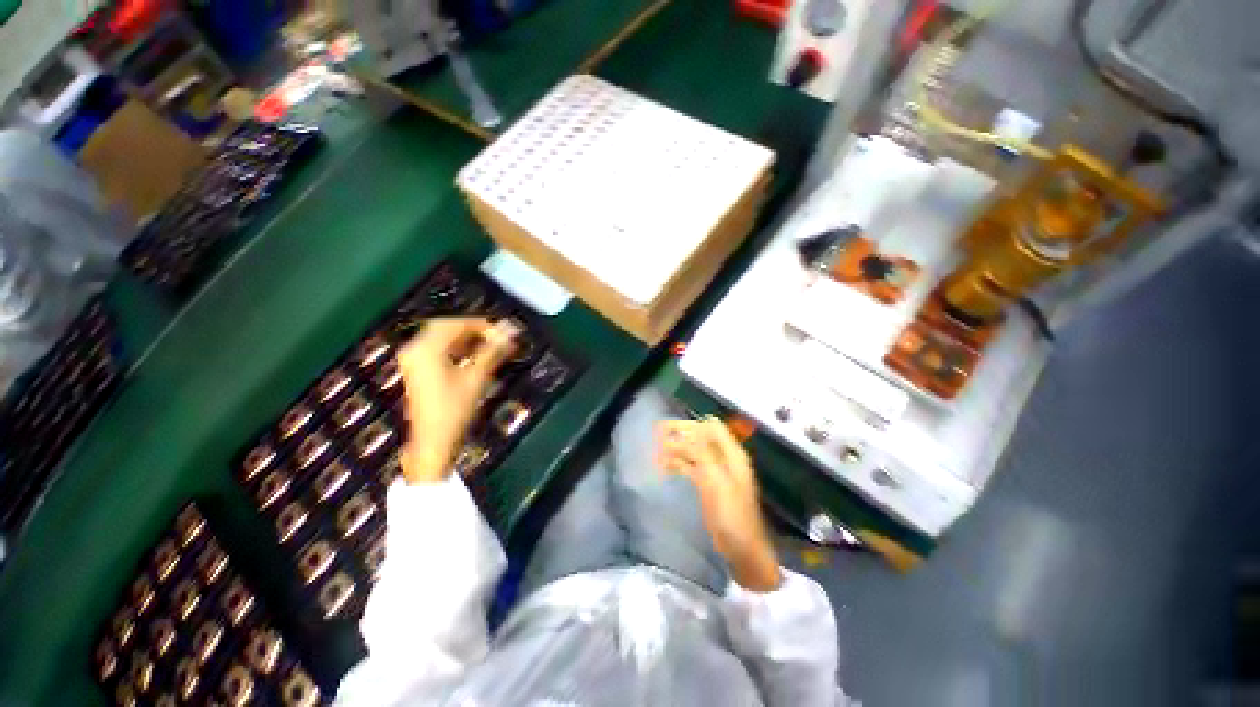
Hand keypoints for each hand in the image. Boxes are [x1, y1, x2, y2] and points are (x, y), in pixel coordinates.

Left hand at [396, 318, 516, 483]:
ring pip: (441, 336)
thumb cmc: (455, 409)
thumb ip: (493, 350)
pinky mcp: (416, 369)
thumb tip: (512, 330)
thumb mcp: (477, 377)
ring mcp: (413, 359)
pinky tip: (473, 354)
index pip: (456, 324)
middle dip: (473, 329)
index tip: (504, 330)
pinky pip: (437, 347)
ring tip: (489, 345)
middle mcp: (415, 349)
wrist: (434, 441)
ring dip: (465, 337)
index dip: (482, 324)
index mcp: (427, 349)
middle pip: (446, 326)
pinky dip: (456, 346)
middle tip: (497, 336)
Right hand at [656, 417, 781, 591]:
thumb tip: (687, 431)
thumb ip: (703, 454)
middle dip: (679, 434)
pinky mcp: (707, 484)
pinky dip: (677, 464)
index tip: (668, 427)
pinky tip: (663, 467)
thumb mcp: (717, 481)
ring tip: (655, 452)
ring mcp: (714, 471)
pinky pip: (690, 467)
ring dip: (675, 449)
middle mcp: (723, 458)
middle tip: (656, 434)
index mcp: (731, 454)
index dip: (691, 424)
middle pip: (699, 437)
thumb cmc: (732, 515)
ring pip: (692, 452)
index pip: (711, 427)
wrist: (742, 550)